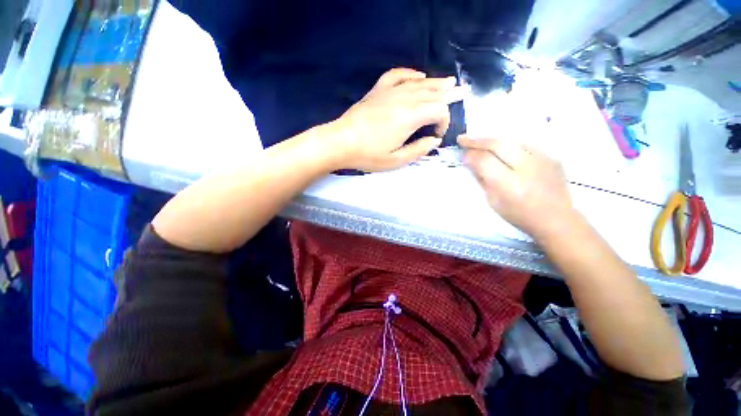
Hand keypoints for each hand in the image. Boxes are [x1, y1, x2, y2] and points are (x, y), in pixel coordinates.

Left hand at [331, 68, 467, 171]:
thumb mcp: (396, 160)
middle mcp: (404, 99)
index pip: (438, 111)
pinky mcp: (378, 90)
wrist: (341, 142)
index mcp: (410, 117)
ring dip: (435, 83)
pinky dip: (410, 74)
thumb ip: (418, 150)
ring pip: (418, 83)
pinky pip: (398, 76)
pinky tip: (418, 76)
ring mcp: (390, 92)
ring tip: (448, 82)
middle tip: (460, 95)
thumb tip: (434, 141)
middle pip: (432, 93)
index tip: (437, 135)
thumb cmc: (368, 154)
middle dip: (447, 96)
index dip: (444, 122)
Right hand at [459, 135, 578, 238]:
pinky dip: (508, 145)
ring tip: (479, 141)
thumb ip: (482, 179)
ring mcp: (542, 158)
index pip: (484, 161)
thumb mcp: (493, 201)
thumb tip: (471, 162)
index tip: (461, 152)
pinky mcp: (551, 156)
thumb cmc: (519, 215)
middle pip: (497, 144)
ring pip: (510, 140)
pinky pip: (524, 144)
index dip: (470, 155)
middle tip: (463, 138)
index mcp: (509, 184)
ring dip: (491, 140)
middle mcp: (527, 167)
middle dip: (477, 140)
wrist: (556, 218)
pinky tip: (501, 148)